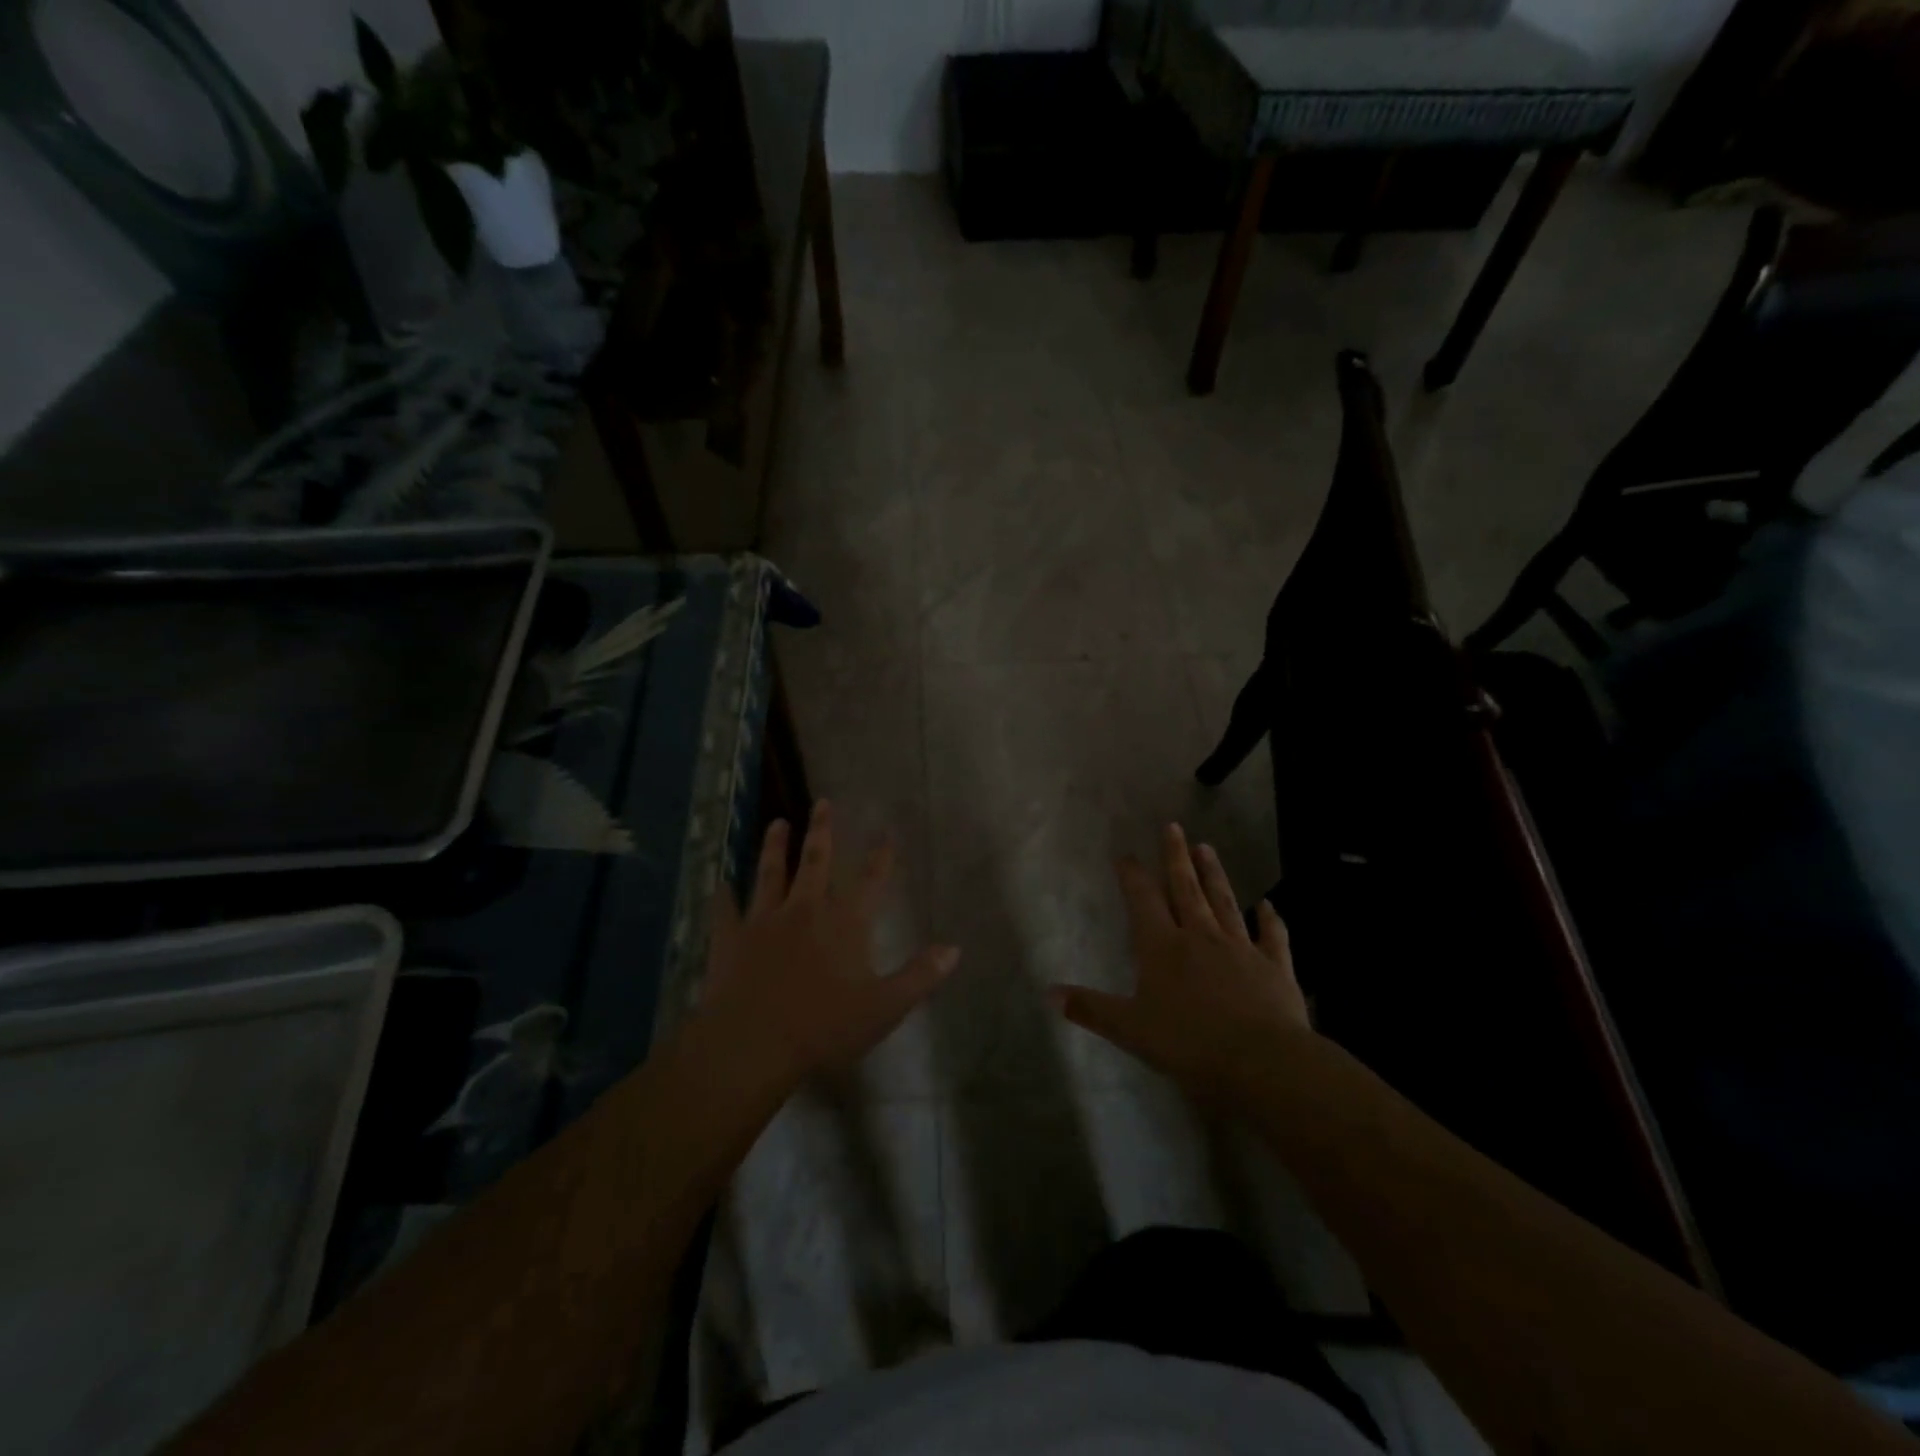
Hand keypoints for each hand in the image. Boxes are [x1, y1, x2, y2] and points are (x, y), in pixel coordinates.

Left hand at [691, 801, 959, 1094]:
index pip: (870, 881)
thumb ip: (920, 976)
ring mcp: (764, 922)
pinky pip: (726, 910)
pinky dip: (723, 895)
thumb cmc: (823, 1028)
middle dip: (821, 831)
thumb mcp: (884, 1008)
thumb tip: (954, 948)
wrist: (752, 1045)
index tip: (885, 831)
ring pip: (770, 875)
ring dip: (774, 848)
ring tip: (777, 823)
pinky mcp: (730, 939)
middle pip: (816, 863)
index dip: (880, 856)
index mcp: (844, 925)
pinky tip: (719, 881)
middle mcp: (805, 911)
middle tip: (821, 802)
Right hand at [1051, 824, 1311, 1102]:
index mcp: (1162, 947)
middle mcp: (1200, 936)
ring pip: (1224, 902)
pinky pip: (1272, 936)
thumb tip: (1049, 993)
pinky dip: (1270, 919)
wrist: (1262, 1061)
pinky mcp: (1274, 967)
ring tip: (1207, 848)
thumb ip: (1091, 1008)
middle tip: (1173, 827)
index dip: (1133, 875)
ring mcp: (1241, 948)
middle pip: (1186, 888)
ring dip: (1214, 874)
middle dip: (1176, 857)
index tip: (1126, 854)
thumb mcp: (1130, 1029)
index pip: (1143, 900)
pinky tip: (1269, 905)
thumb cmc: (1189, 1044)